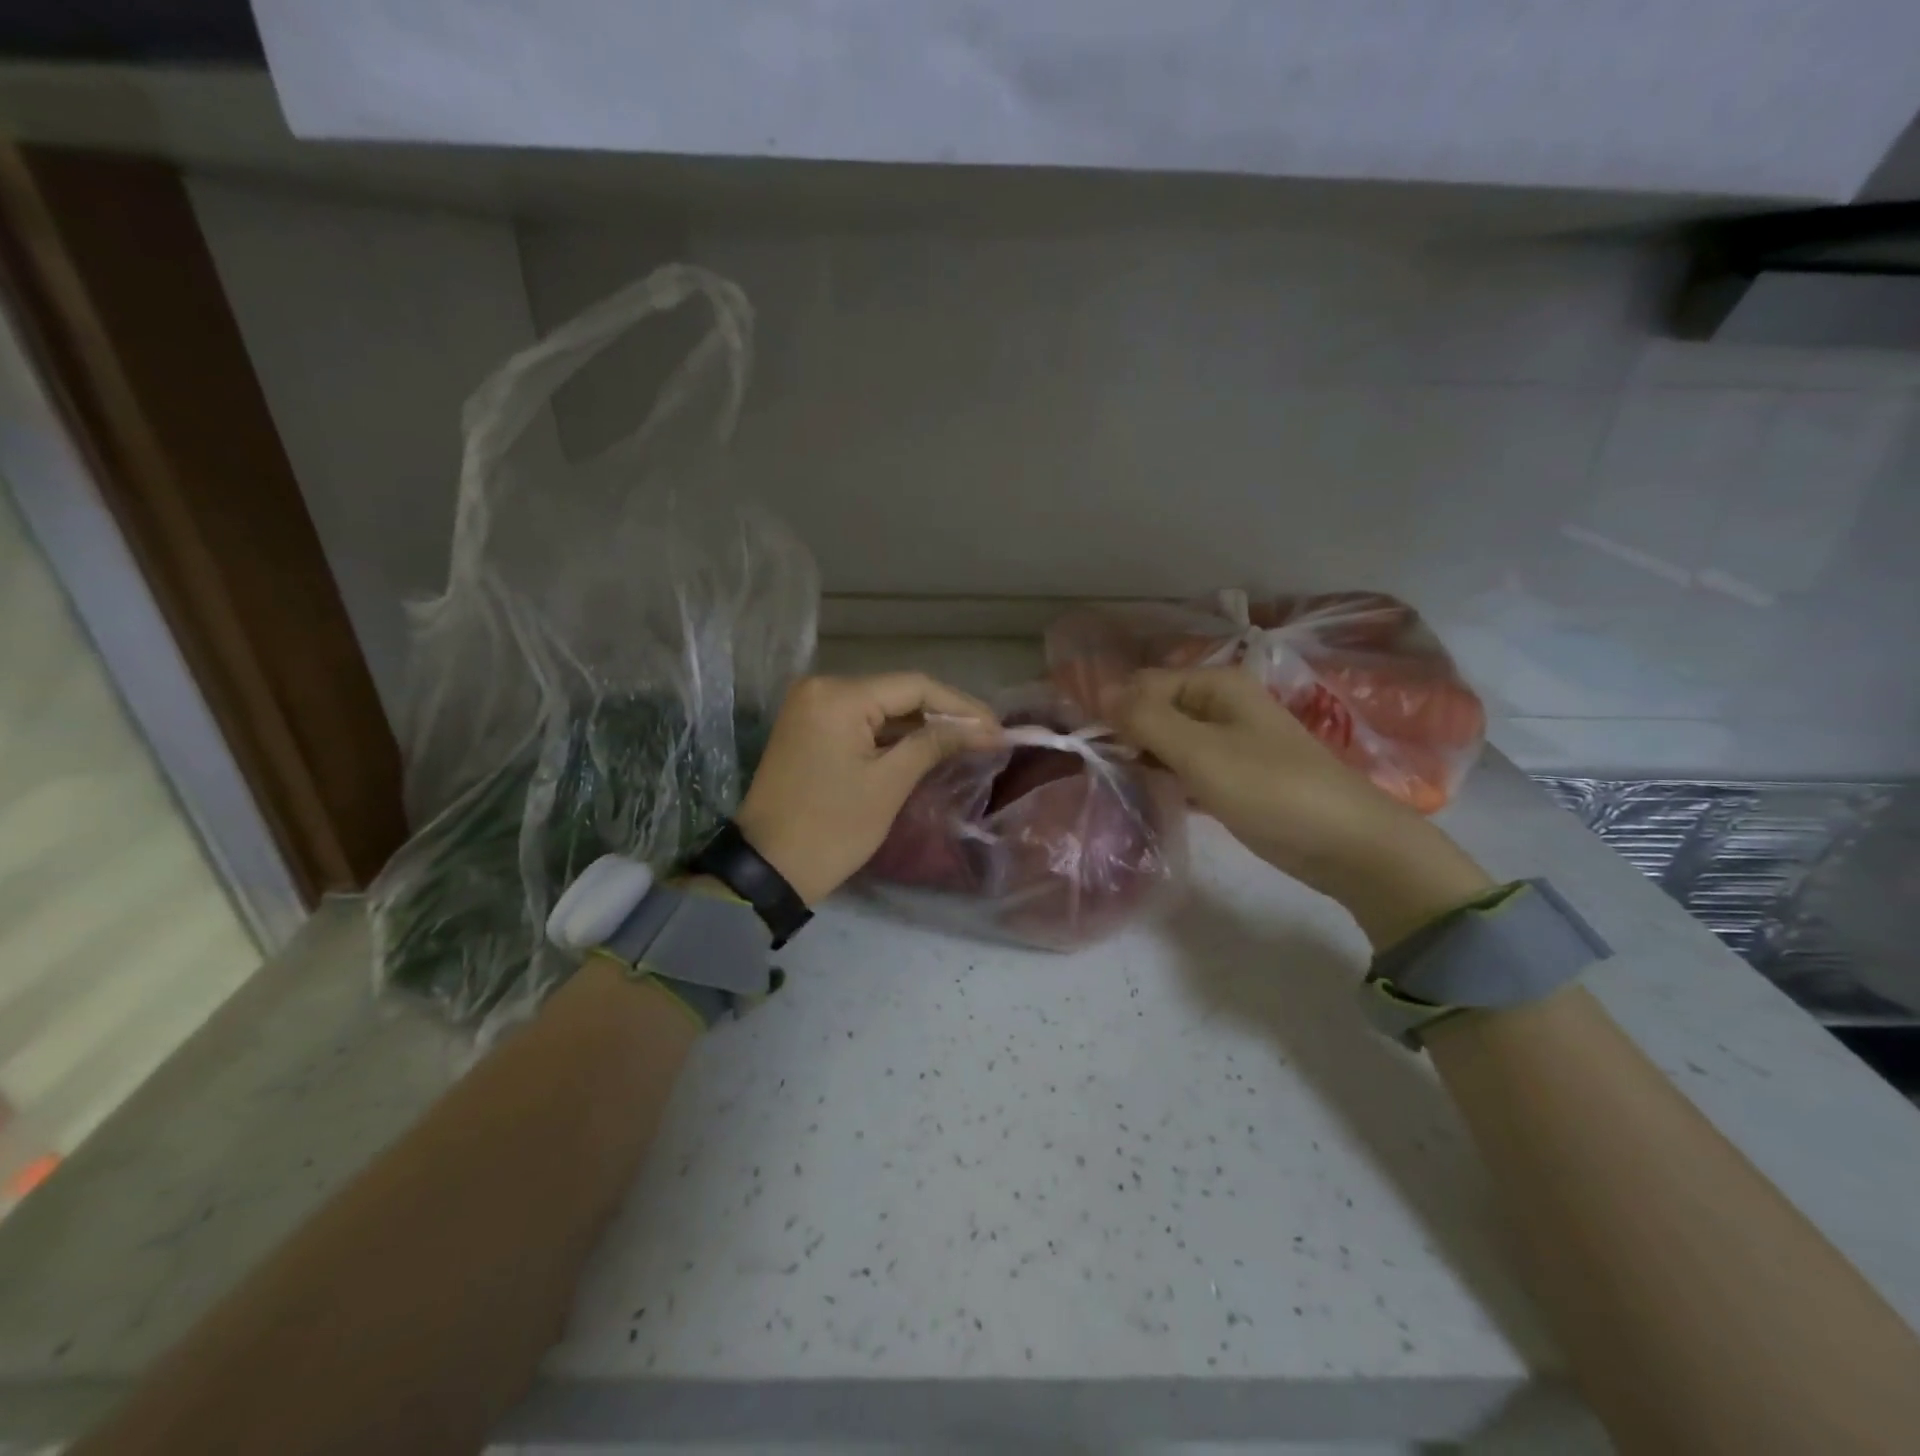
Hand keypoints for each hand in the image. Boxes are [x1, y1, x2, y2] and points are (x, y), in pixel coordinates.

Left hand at [734, 673, 1001, 905]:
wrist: (767, 869)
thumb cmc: (832, 828)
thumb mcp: (889, 784)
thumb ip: (936, 744)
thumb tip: (985, 729)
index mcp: (838, 696)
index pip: (914, 686)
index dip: (961, 706)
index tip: (997, 728)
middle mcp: (820, 688)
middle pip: (897, 692)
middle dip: (943, 714)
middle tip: (986, 736)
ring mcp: (810, 707)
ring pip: (879, 707)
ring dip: (919, 725)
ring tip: (966, 742)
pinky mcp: (808, 729)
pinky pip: (859, 722)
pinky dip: (892, 735)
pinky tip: (925, 747)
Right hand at [1104, 667, 1492, 947]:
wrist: (1344, 843)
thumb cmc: (1269, 788)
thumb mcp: (1200, 751)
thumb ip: (1146, 719)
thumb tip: (1098, 692)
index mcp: (1215, 685)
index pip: (1143, 684)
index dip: (1113, 710)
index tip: (1091, 748)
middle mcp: (1220, 704)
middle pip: (1154, 709)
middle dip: (1126, 734)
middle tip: (1104, 770)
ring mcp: (1228, 741)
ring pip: (1167, 739)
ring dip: (1143, 757)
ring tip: (1119, 784)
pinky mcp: (1232, 775)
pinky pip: (1184, 766)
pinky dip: (1164, 777)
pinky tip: (1147, 796)